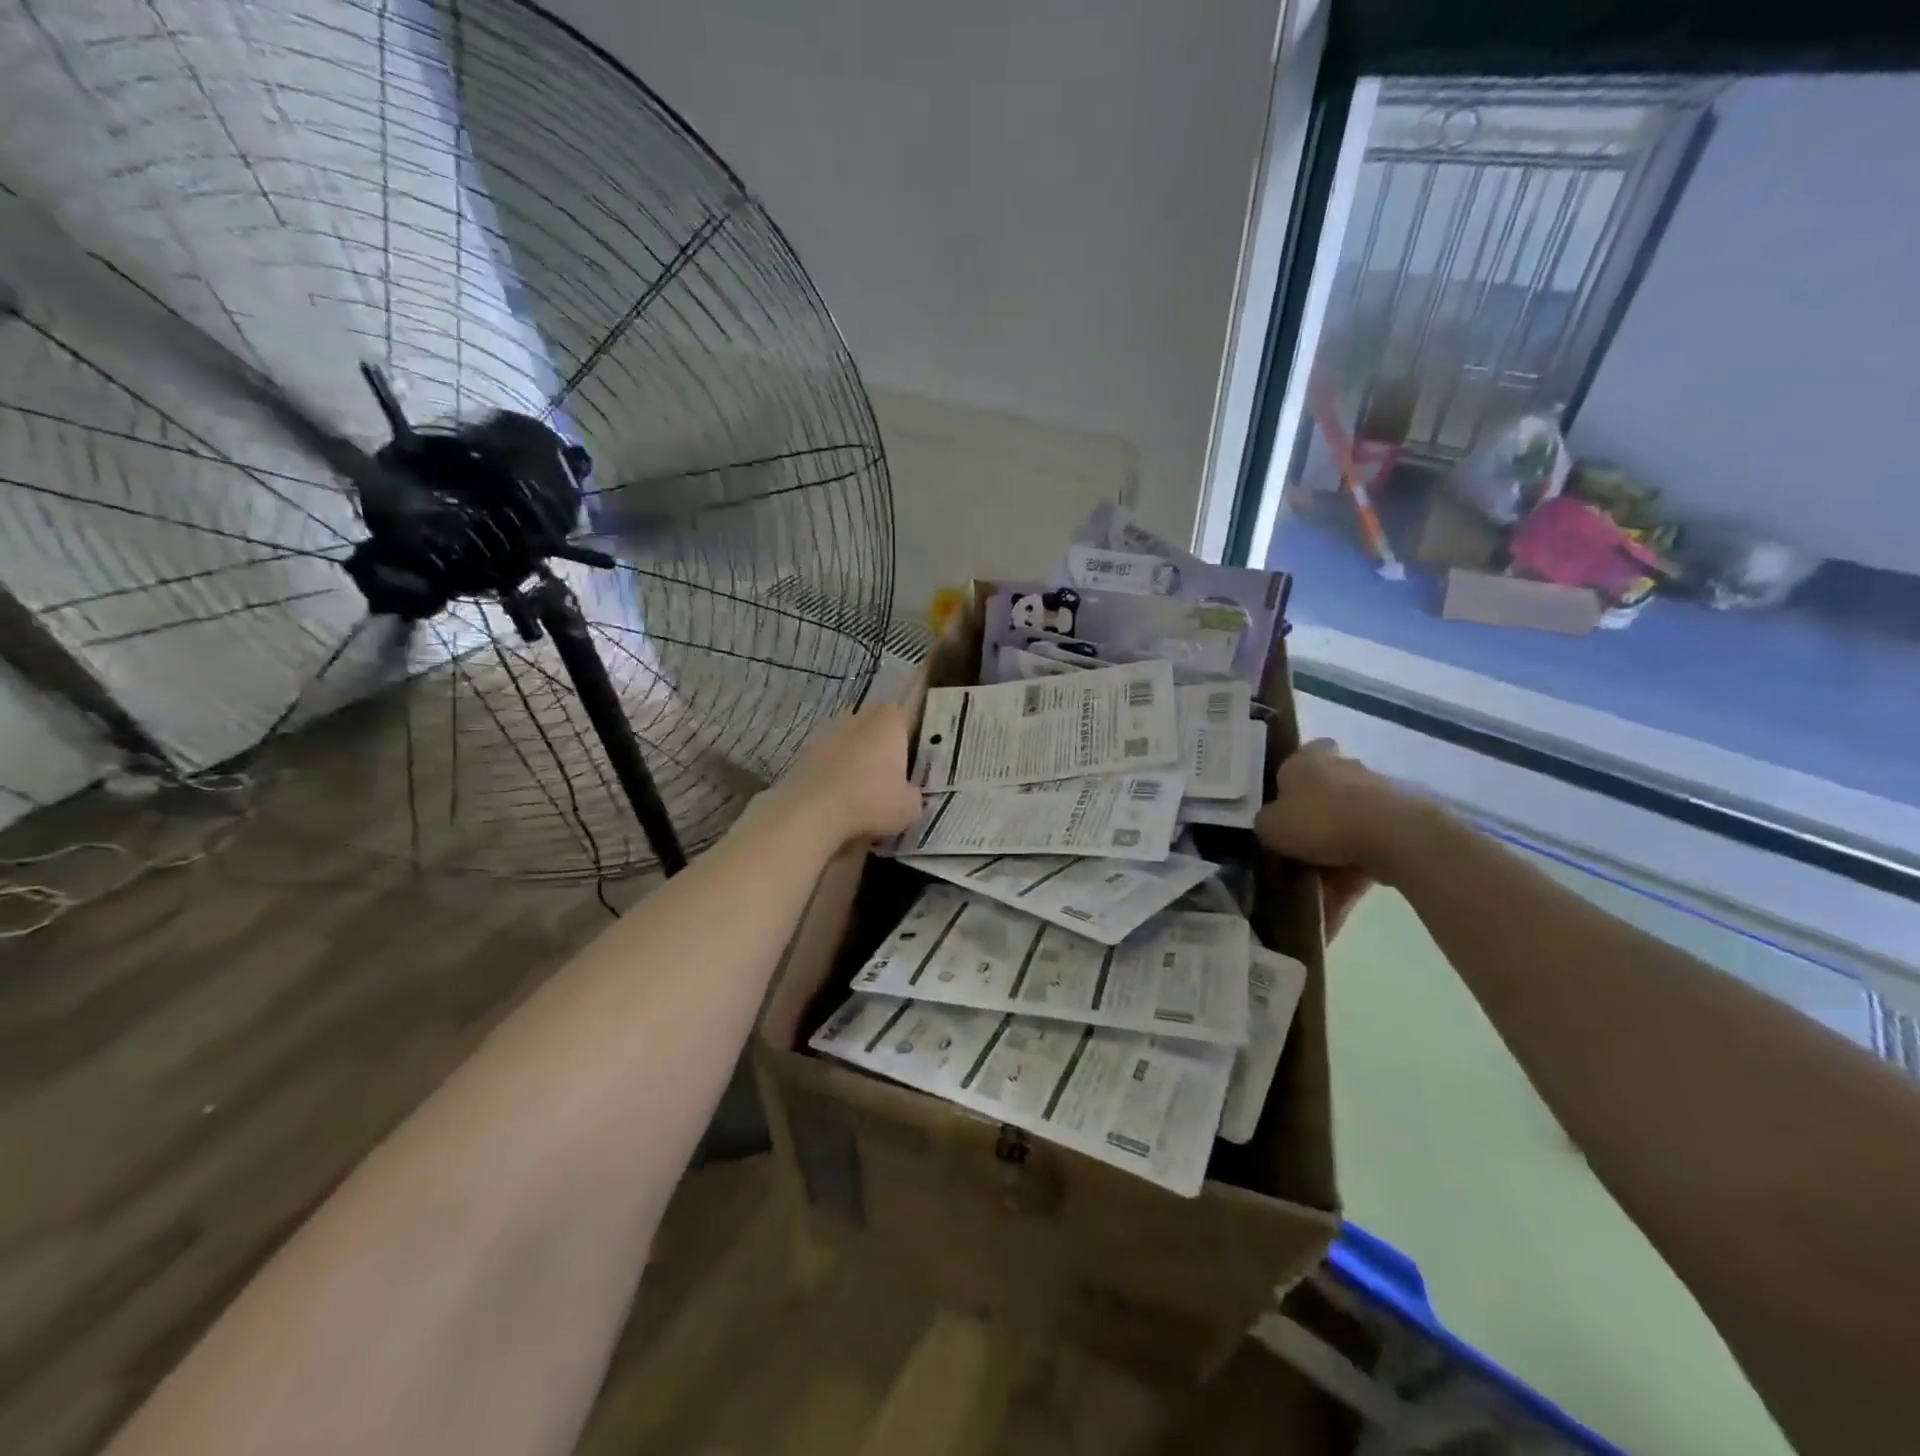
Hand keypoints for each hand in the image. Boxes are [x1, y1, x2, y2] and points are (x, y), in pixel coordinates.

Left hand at [764, 701, 922, 848]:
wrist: (812, 813)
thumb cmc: (871, 802)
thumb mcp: (909, 808)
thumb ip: (913, 795)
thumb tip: (908, 794)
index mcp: (889, 723)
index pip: (902, 712)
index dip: (906, 729)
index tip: (908, 750)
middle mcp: (858, 720)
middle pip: (872, 718)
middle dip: (879, 735)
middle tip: (886, 764)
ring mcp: (827, 734)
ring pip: (847, 734)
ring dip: (853, 750)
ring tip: (859, 782)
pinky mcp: (804, 752)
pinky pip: (826, 755)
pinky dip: (832, 767)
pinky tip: (836, 792)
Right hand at [1256, 739, 1434, 900]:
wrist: (1393, 835)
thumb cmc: (1319, 820)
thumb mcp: (1270, 826)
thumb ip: (1266, 823)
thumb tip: (1272, 826)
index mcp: (1307, 759)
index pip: (1298, 758)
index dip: (1289, 784)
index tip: (1283, 811)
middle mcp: (1342, 767)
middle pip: (1323, 794)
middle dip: (1313, 822)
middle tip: (1299, 853)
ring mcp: (1376, 792)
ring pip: (1347, 824)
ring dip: (1335, 853)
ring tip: (1321, 889)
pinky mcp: (1402, 820)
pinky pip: (1369, 847)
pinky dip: (1356, 869)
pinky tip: (1344, 898)